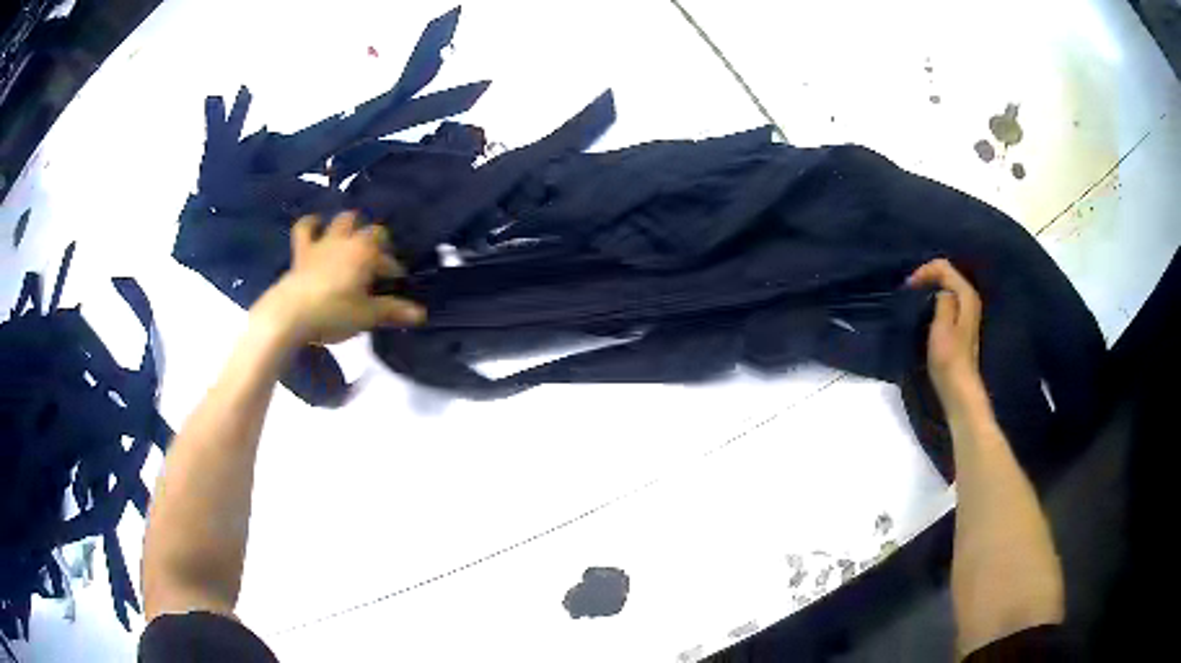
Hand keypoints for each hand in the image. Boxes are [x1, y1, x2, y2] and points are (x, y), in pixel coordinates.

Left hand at [253, 211, 424, 345]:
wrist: (291, 313)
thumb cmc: (335, 312)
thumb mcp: (367, 315)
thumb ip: (393, 311)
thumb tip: (422, 314)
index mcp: (366, 252)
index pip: (386, 253)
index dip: (392, 266)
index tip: (394, 282)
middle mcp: (346, 240)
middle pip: (365, 228)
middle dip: (372, 239)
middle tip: (373, 259)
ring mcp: (322, 243)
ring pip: (339, 221)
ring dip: (347, 226)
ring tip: (350, 239)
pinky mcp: (301, 251)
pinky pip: (305, 228)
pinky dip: (312, 225)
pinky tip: (316, 226)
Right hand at [907, 258, 984, 410]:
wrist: (959, 388)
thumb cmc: (948, 359)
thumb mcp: (942, 327)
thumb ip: (942, 300)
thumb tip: (939, 290)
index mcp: (966, 295)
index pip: (944, 267)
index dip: (924, 271)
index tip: (908, 287)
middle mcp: (970, 299)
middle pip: (947, 274)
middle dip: (927, 277)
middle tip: (909, 291)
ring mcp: (968, 312)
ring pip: (947, 287)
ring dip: (930, 288)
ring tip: (914, 299)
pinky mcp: (962, 324)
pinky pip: (948, 299)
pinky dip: (935, 299)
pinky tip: (925, 310)